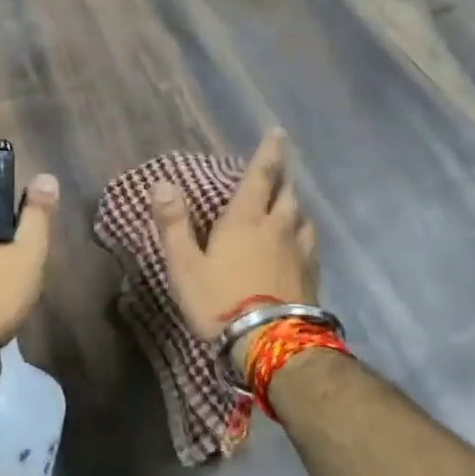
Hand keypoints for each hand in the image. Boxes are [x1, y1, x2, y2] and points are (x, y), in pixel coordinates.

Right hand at [152, 130, 316, 340]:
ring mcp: (299, 252)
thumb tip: (162, 183)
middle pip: (286, 193)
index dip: (268, 153)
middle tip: (279, 169)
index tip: (278, 133)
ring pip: (302, 217)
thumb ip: (173, 224)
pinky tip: (301, 242)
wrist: (271, 343)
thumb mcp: (185, 265)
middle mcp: (278, 228)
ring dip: (295, 205)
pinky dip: (304, 233)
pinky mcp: (312, 275)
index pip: (260, 176)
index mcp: (246, 220)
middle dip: (282, 177)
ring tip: (289, 204)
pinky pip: (311, 243)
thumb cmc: (220, 301)